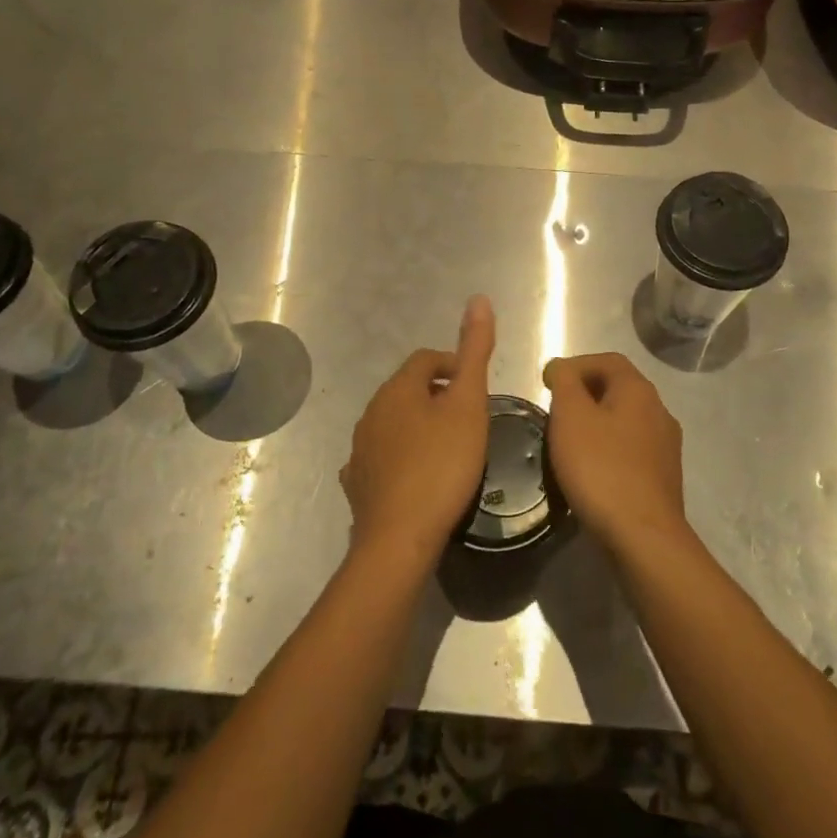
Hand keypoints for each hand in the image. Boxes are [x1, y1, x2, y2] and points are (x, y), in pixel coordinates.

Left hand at [341, 296, 495, 569]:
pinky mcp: (357, 483)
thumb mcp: (469, 404)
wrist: (399, 538)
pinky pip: (380, 457)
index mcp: (398, 389)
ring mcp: (360, 449)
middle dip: (437, 396)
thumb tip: (478, 298)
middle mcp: (372, 411)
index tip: (476, 389)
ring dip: (418, 426)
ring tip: (447, 448)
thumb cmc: (442, 465)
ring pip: (393, 423)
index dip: (453, 366)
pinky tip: (415, 476)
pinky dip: (399, 457)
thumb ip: (474, 352)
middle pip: (408, 389)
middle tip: (468, 419)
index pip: (426, 359)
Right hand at [542, 353, 687, 557]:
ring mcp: (666, 446)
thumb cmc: (601, 468)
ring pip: (625, 420)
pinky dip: (609, 449)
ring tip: (569, 442)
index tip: (548, 383)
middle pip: (618, 388)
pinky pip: (631, 450)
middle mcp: (659, 410)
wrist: (643, 536)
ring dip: (597, 423)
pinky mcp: (663, 477)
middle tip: (555, 412)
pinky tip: (591, 470)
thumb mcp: (570, 416)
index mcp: (639, 390)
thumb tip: (561, 368)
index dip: (576, 365)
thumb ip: (564, 382)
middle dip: (585, 393)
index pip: (607, 360)